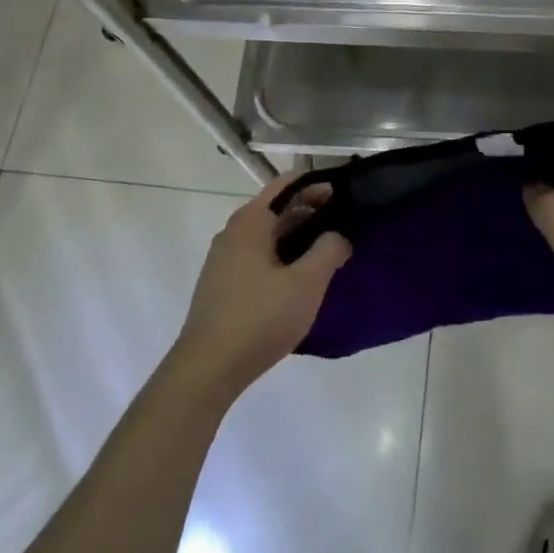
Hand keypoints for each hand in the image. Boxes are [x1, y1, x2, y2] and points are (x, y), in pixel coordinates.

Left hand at [173, 174, 350, 398]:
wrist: (208, 368)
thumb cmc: (260, 318)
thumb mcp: (306, 283)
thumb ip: (329, 250)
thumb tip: (338, 235)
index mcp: (250, 222)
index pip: (286, 185)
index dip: (315, 185)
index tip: (344, 192)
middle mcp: (233, 233)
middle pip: (276, 209)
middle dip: (310, 210)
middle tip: (345, 221)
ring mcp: (224, 259)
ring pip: (268, 235)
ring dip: (298, 235)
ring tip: (329, 248)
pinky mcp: (224, 284)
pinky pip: (259, 256)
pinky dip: (283, 255)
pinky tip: (301, 276)